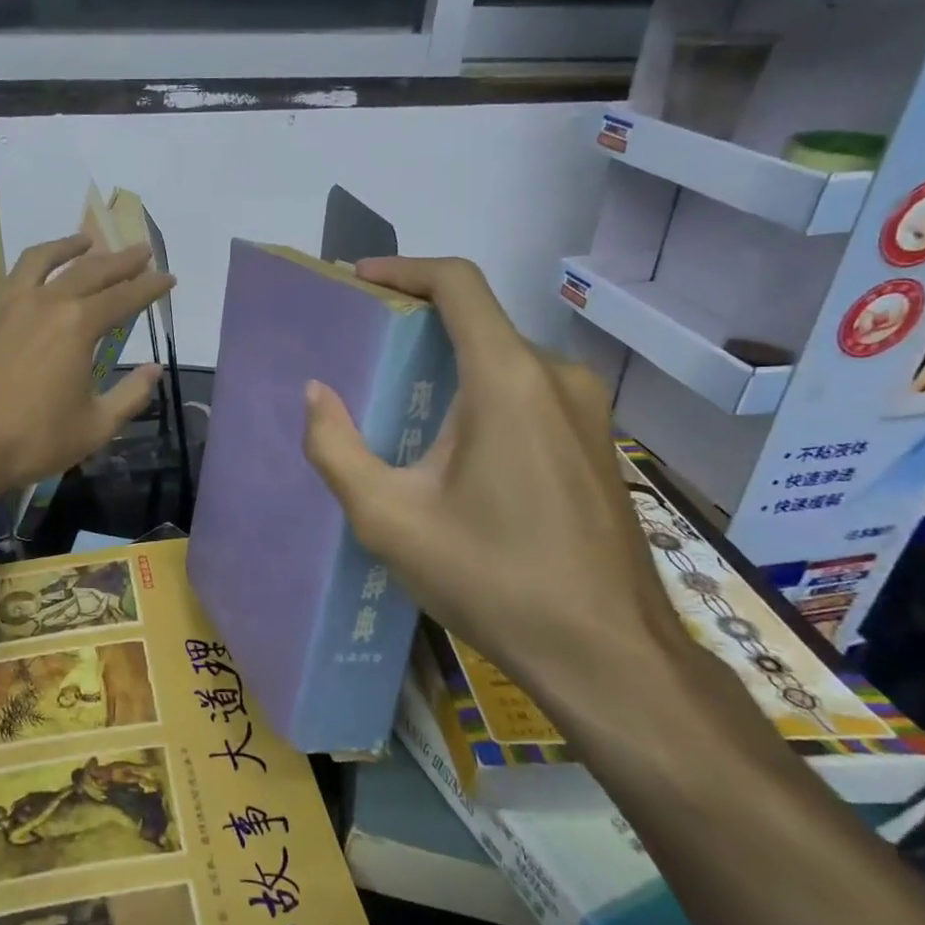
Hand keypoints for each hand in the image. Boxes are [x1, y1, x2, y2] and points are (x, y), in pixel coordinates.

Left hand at [0, 233, 174, 490]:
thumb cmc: (35, 441)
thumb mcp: (97, 426)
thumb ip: (131, 395)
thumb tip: (153, 370)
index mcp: (77, 325)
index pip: (124, 297)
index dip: (150, 287)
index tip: (168, 278)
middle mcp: (40, 304)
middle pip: (86, 272)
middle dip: (118, 260)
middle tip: (139, 251)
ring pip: (30, 262)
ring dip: (60, 248)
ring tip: (80, 242)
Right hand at [300, 256, 683, 711]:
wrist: (608, 655)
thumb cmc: (492, 579)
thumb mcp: (388, 518)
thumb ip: (336, 448)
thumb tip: (316, 394)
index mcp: (508, 380)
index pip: (458, 285)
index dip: (404, 269)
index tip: (359, 280)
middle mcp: (556, 378)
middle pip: (479, 322)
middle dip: (418, 324)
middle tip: (365, 351)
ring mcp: (587, 411)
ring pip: (504, 361)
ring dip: (450, 365)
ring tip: (400, 401)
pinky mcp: (598, 444)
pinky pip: (529, 394)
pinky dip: (482, 394)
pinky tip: (452, 447)